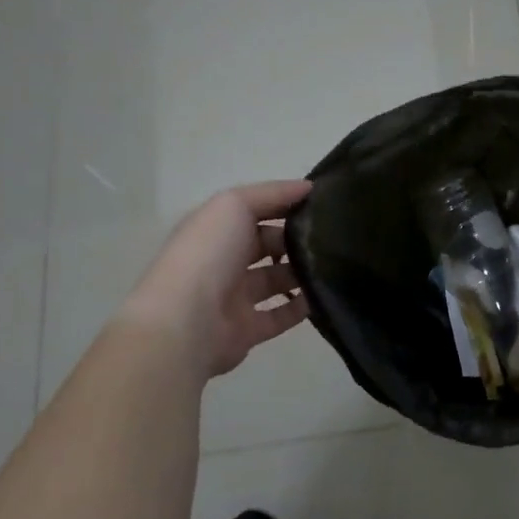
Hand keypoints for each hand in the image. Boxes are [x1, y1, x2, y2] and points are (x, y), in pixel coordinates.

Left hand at [119, 180, 312, 378]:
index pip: (253, 211)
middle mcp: (221, 261)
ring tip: (333, 265)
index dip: (283, 204)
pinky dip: (300, 308)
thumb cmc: (207, 256)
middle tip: (331, 237)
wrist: (185, 323)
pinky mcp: (246, 330)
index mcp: (214, 230)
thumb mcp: (234, 206)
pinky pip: (278, 317)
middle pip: (265, 245)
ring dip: (300, 273)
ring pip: (274, 281)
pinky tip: (322, 296)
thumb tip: (307, 188)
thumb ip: (272, 194)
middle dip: (294, 239)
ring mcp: (233, 298)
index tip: (320, 201)